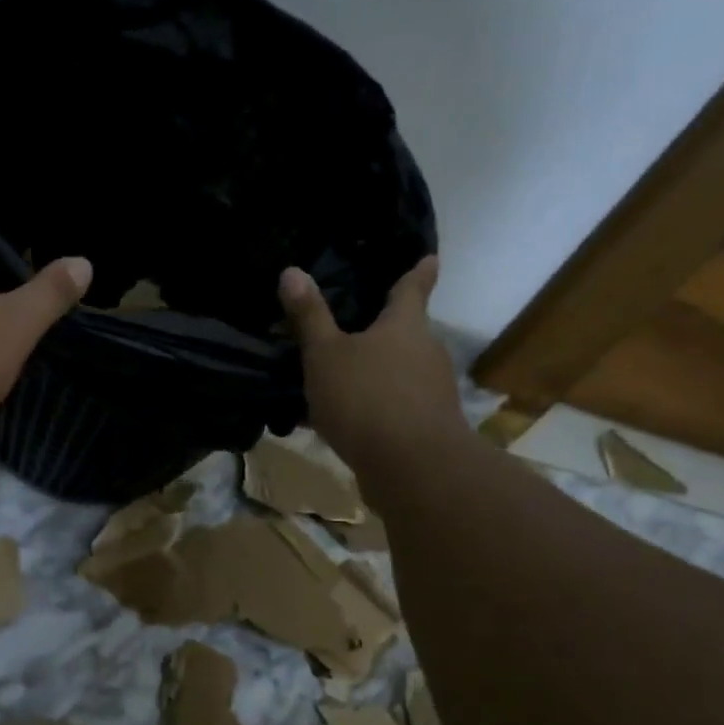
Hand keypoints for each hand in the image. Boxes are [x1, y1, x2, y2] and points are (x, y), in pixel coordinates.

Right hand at [278, 256, 463, 469]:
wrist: (412, 466)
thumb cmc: (366, 397)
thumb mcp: (325, 355)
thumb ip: (309, 317)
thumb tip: (291, 271)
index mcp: (405, 324)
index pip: (413, 287)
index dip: (418, 272)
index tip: (429, 258)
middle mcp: (426, 351)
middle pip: (405, 333)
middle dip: (383, 332)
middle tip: (354, 328)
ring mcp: (431, 390)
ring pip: (398, 372)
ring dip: (373, 374)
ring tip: (337, 382)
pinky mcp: (426, 425)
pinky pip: (392, 406)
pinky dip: (371, 408)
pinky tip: (341, 424)